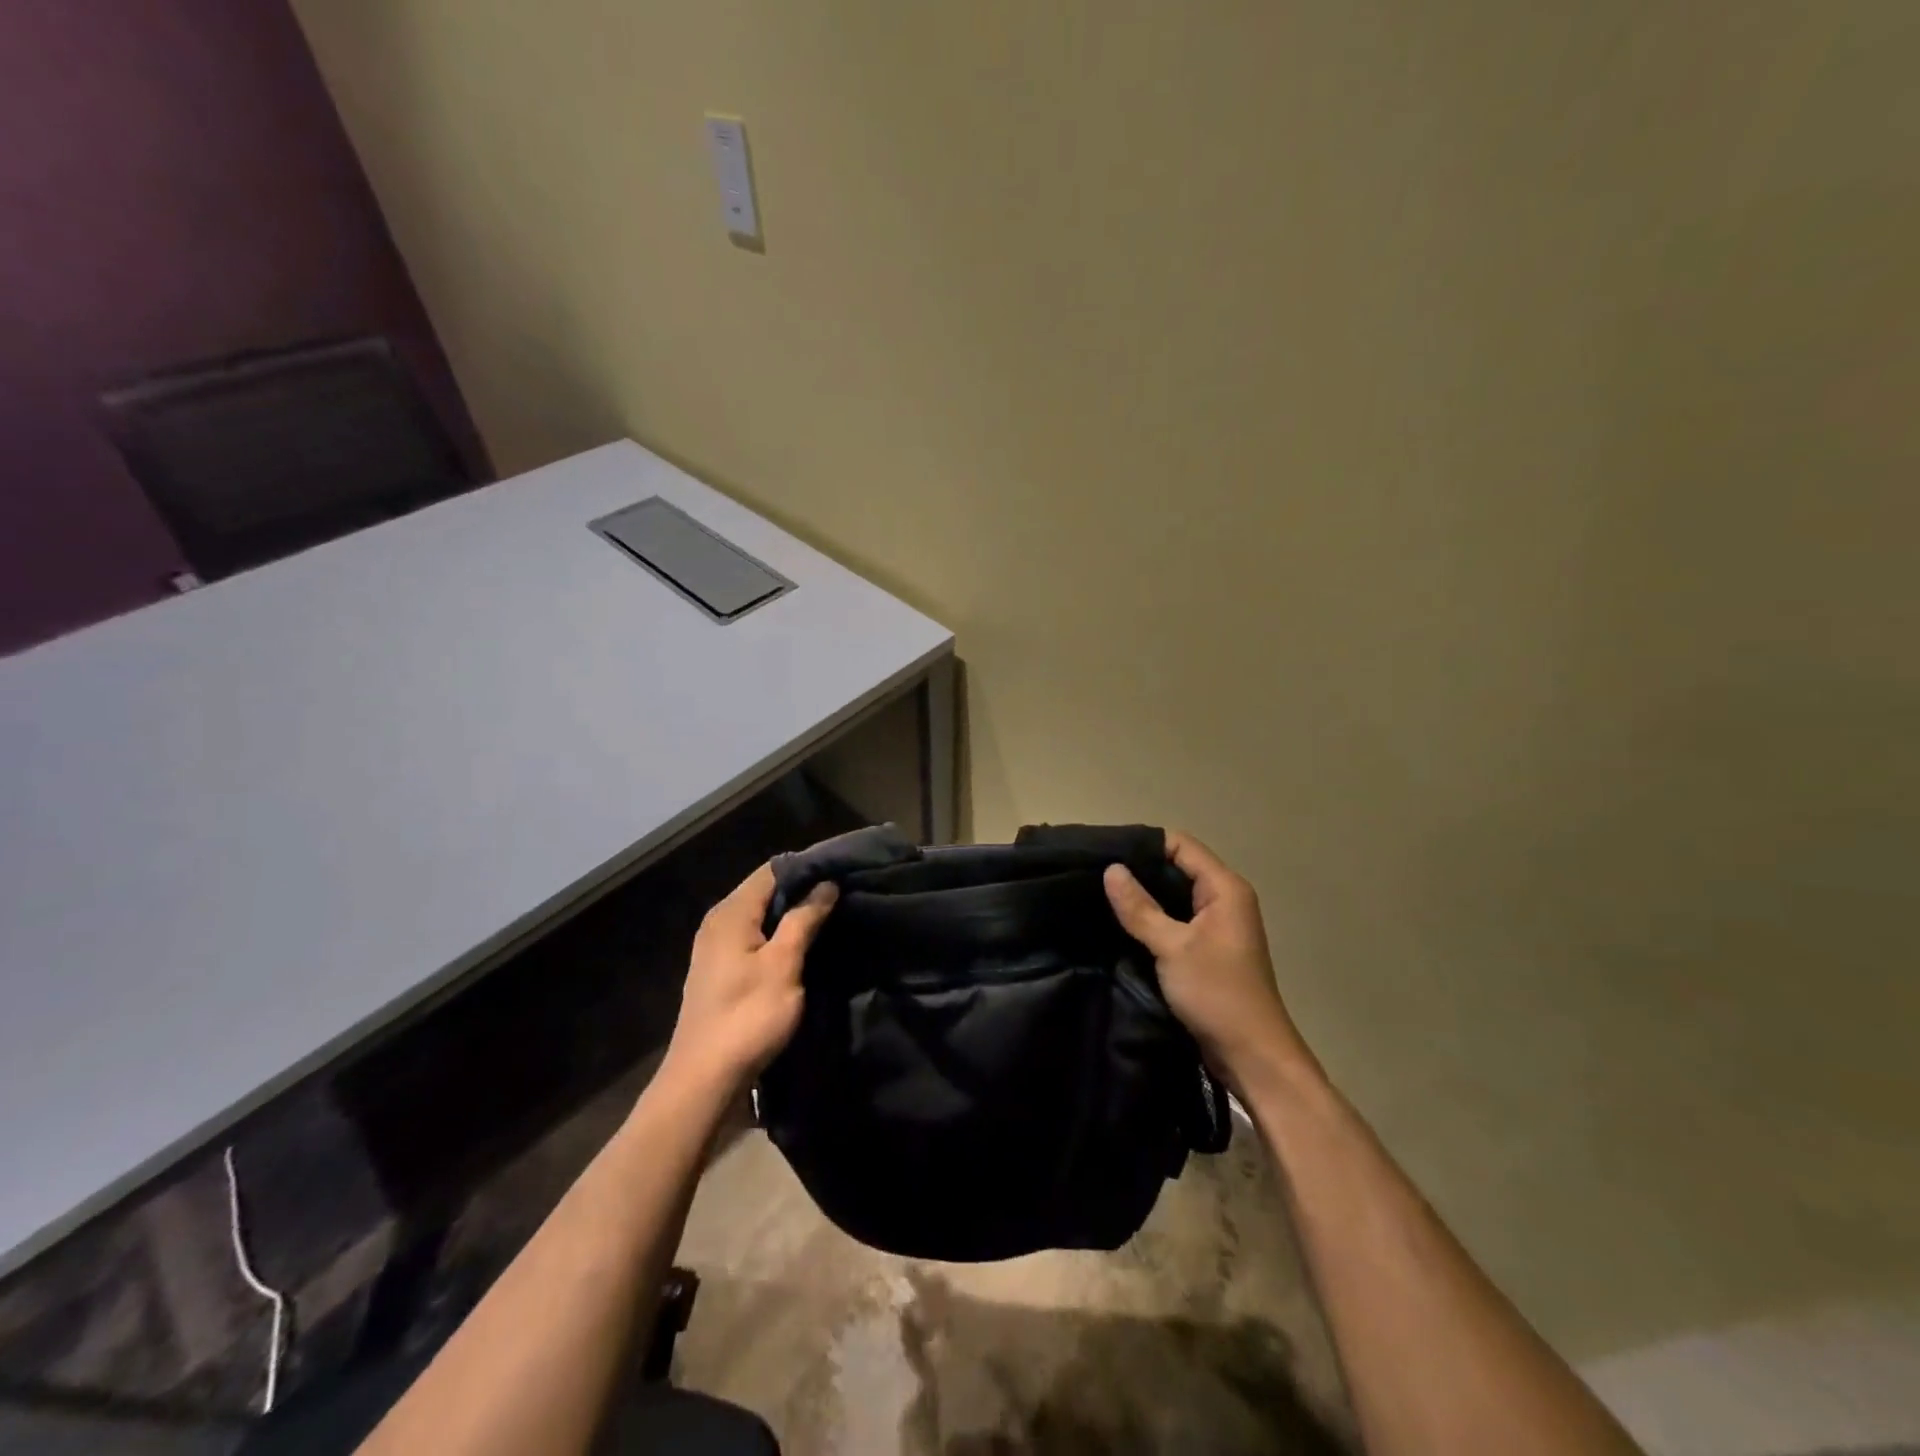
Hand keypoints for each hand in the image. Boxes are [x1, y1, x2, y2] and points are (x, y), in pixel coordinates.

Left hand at [664, 863, 836, 1089]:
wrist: (704, 1081)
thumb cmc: (748, 1017)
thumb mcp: (784, 965)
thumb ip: (804, 919)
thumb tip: (825, 884)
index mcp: (731, 912)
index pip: (773, 870)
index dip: (807, 869)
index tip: (841, 873)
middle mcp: (719, 922)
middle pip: (766, 892)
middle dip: (802, 892)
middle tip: (842, 896)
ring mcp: (715, 948)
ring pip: (761, 917)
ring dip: (792, 916)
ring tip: (830, 919)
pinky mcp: (719, 971)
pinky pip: (754, 938)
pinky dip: (778, 937)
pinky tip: (803, 948)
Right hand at [1103, 832, 1318, 1092]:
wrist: (1253, 1056)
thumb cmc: (1217, 994)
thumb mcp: (1172, 947)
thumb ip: (1140, 908)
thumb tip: (1111, 869)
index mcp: (1225, 889)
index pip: (1181, 845)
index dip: (1144, 843)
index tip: (1104, 850)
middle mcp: (1225, 900)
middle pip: (1178, 868)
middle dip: (1139, 868)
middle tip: (1095, 872)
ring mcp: (1218, 926)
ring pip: (1175, 896)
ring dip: (1144, 895)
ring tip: (1102, 894)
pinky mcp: (1208, 950)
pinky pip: (1176, 920)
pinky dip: (1152, 918)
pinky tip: (1123, 923)